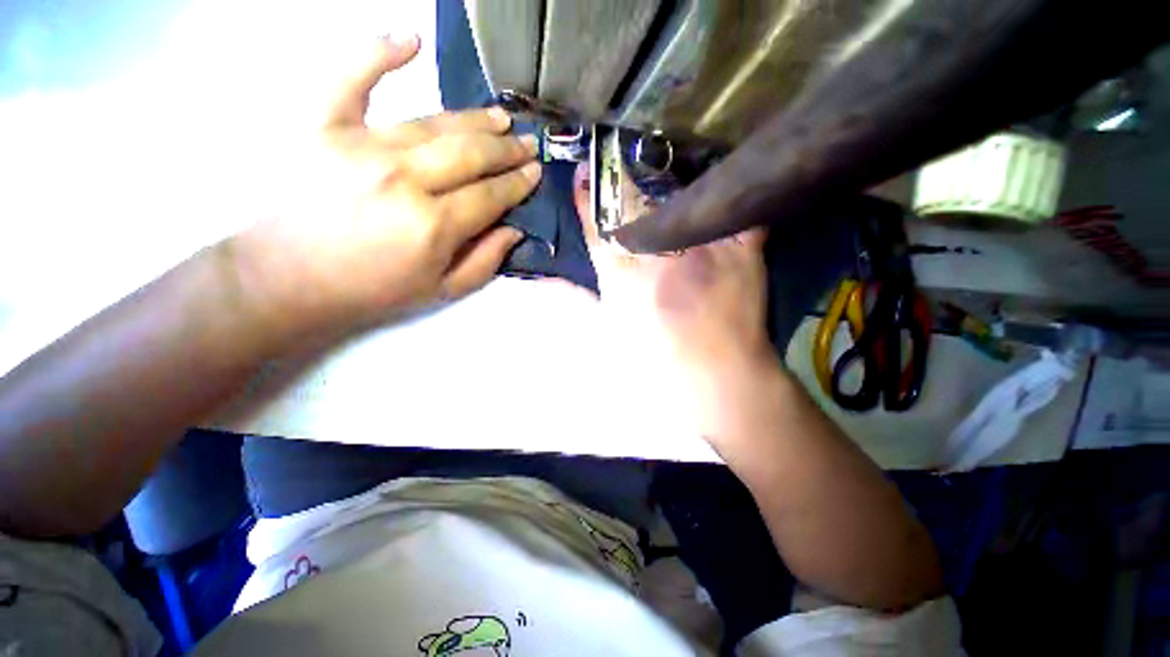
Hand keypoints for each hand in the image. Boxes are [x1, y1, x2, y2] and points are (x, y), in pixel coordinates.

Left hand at [231, 35, 540, 348]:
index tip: (535, 172)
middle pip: (471, 154)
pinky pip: (353, 77)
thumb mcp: (441, 290)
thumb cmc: (372, 290)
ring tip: (500, 117)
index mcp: (433, 225)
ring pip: (434, 122)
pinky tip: (409, 40)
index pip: (491, 195)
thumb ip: (485, 261)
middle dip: (506, 150)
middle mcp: (404, 179)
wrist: (289, 279)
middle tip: (527, 143)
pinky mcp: (323, 125)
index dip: (518, 183)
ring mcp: (362, 146)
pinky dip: (379, 52)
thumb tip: (514, 229)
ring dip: (474, 118)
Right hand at [571, 164, 776, 425]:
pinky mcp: (741, 250)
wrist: (717, 379)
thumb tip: (543, 282)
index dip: (588, 197)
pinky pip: (736, 211)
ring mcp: (700, 248)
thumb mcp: (608, 334)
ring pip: (679, 198)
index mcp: (623, 274)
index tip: (583, 172)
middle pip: (635, 205)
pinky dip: (730, 195)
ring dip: (667, 182)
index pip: (598, 224)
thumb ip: (577, 301)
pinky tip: (722, 182)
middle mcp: (657, 252)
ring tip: (662, 165)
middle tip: (619, 159)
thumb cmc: (657, 362)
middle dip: (622, 180)